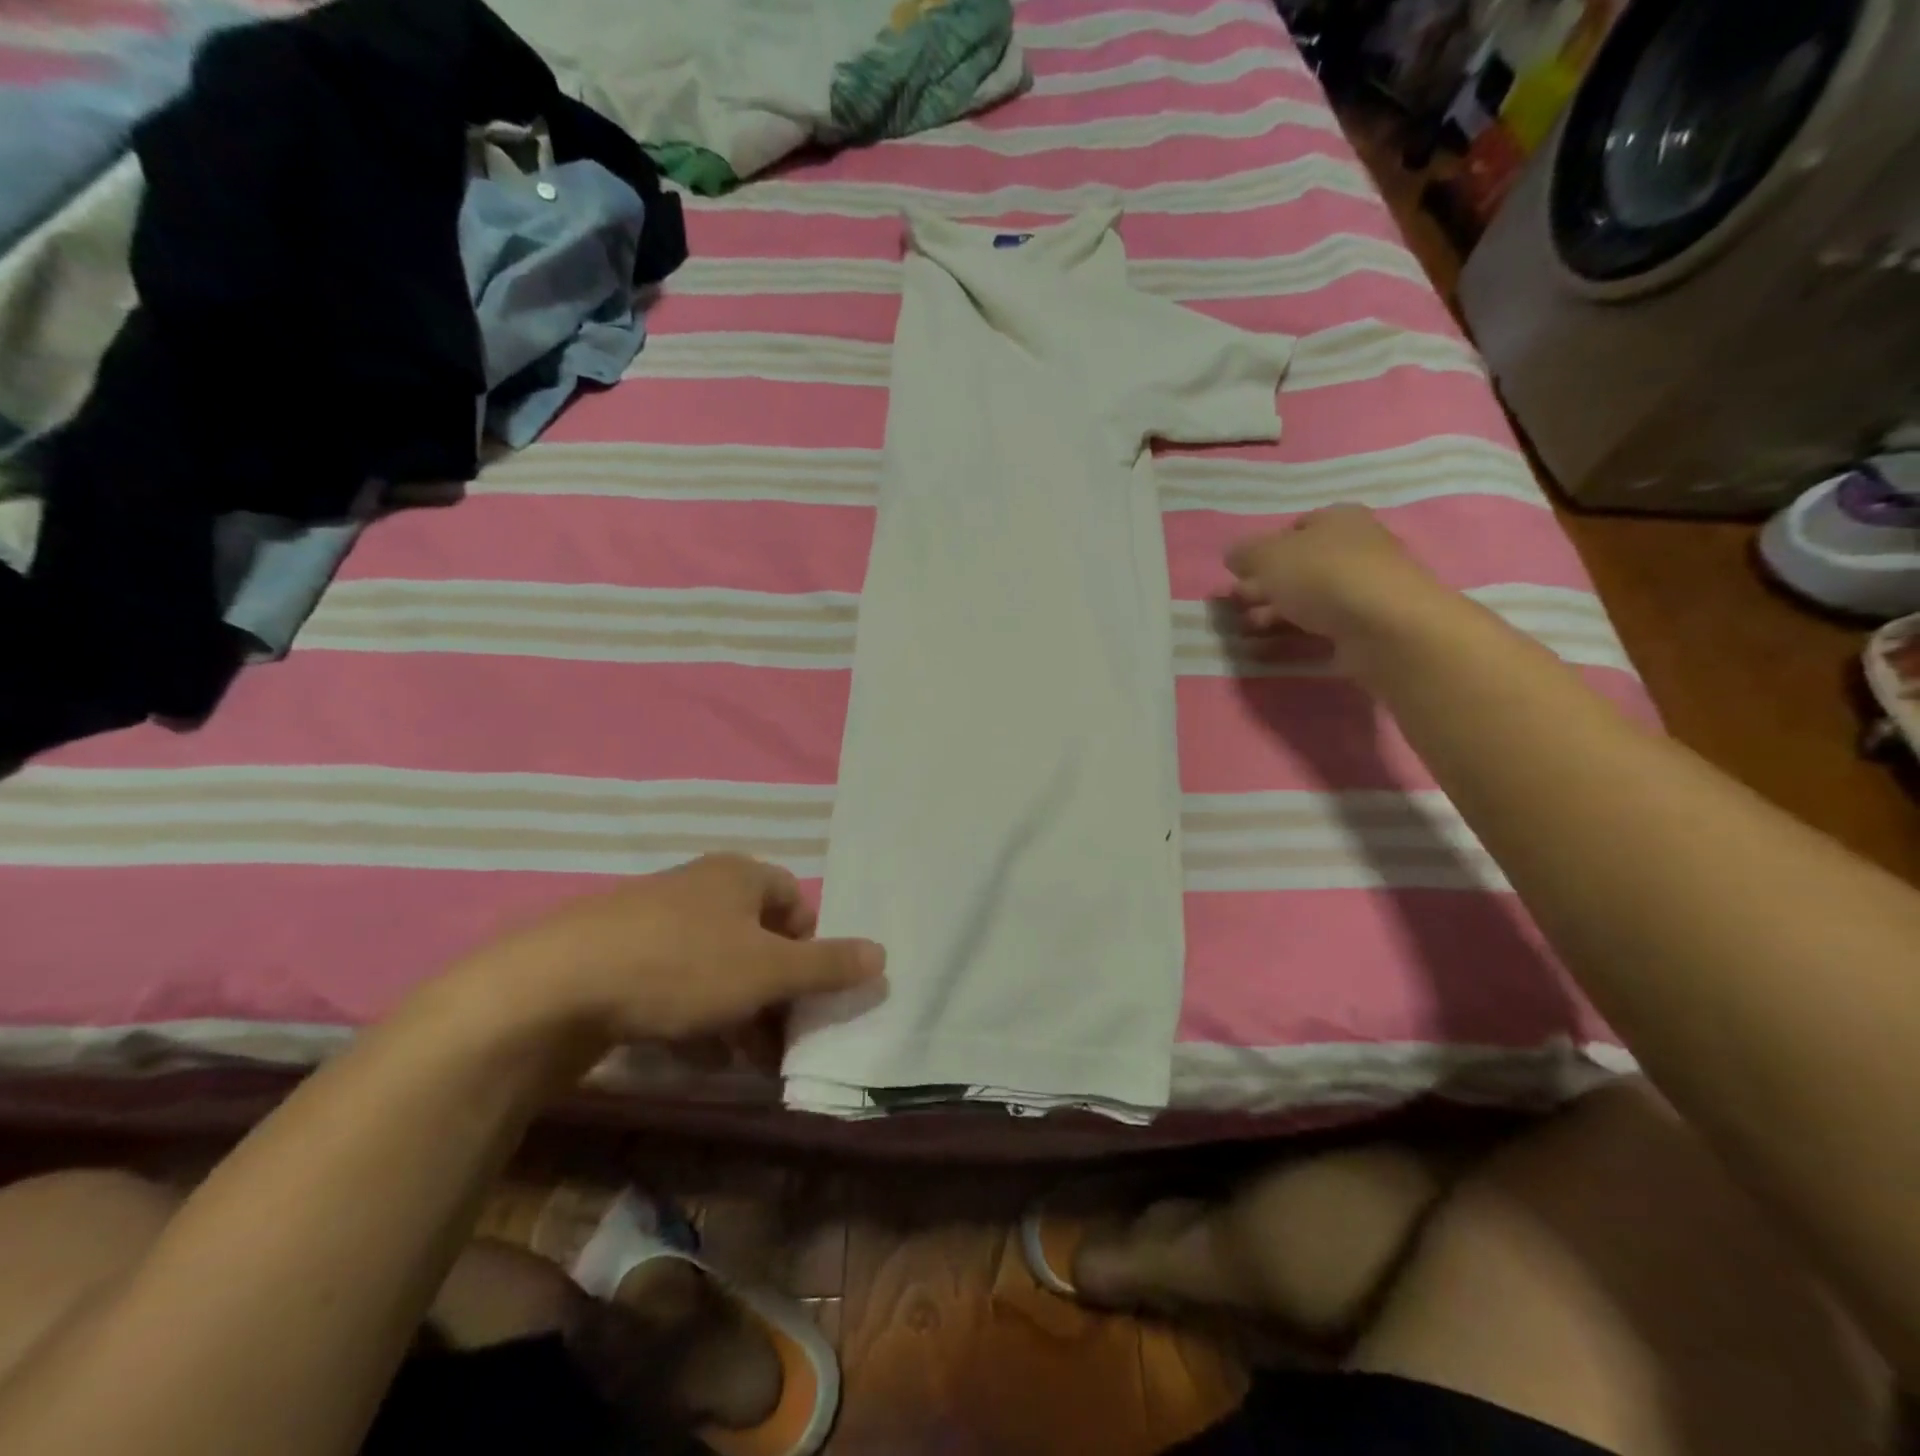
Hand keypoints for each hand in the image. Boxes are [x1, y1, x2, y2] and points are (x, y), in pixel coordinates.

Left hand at [458, 854, 885, 1049]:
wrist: (555, 986)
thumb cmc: (682, 966)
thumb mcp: (767, 972)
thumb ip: (828, 965)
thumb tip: (882, 955)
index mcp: (740, 875)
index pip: (796, 903)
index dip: (811, 949)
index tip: (807, 996)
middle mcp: (701, 887)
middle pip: (758, 938)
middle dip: (775, 991)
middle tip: (779, 1040)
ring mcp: (656, 918)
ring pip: (716, 965)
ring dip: (738, 1010)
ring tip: (741, 1060)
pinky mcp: (619, 953)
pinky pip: (674, 980)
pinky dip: (693, 1014)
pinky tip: (691, 1053)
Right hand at [1225, 504, 1447, 645]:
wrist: (1385, 627)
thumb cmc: (1323, 576)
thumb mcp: (1268, 555)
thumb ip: (1244, 553)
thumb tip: (1233, 555)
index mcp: (1338, 519)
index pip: (1295, 528)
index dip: (1264, 549)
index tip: (1240, 573)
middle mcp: (1355, 549)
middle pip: (1298, 567)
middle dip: (1263, 587)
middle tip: (1236, 605)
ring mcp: (1362, 591)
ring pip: (1305, 600)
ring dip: (1271, 615)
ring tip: (1244, 632)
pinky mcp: (1364, 628)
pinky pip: (1317, 630)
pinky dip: (1288, 638)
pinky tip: (1264, 650)